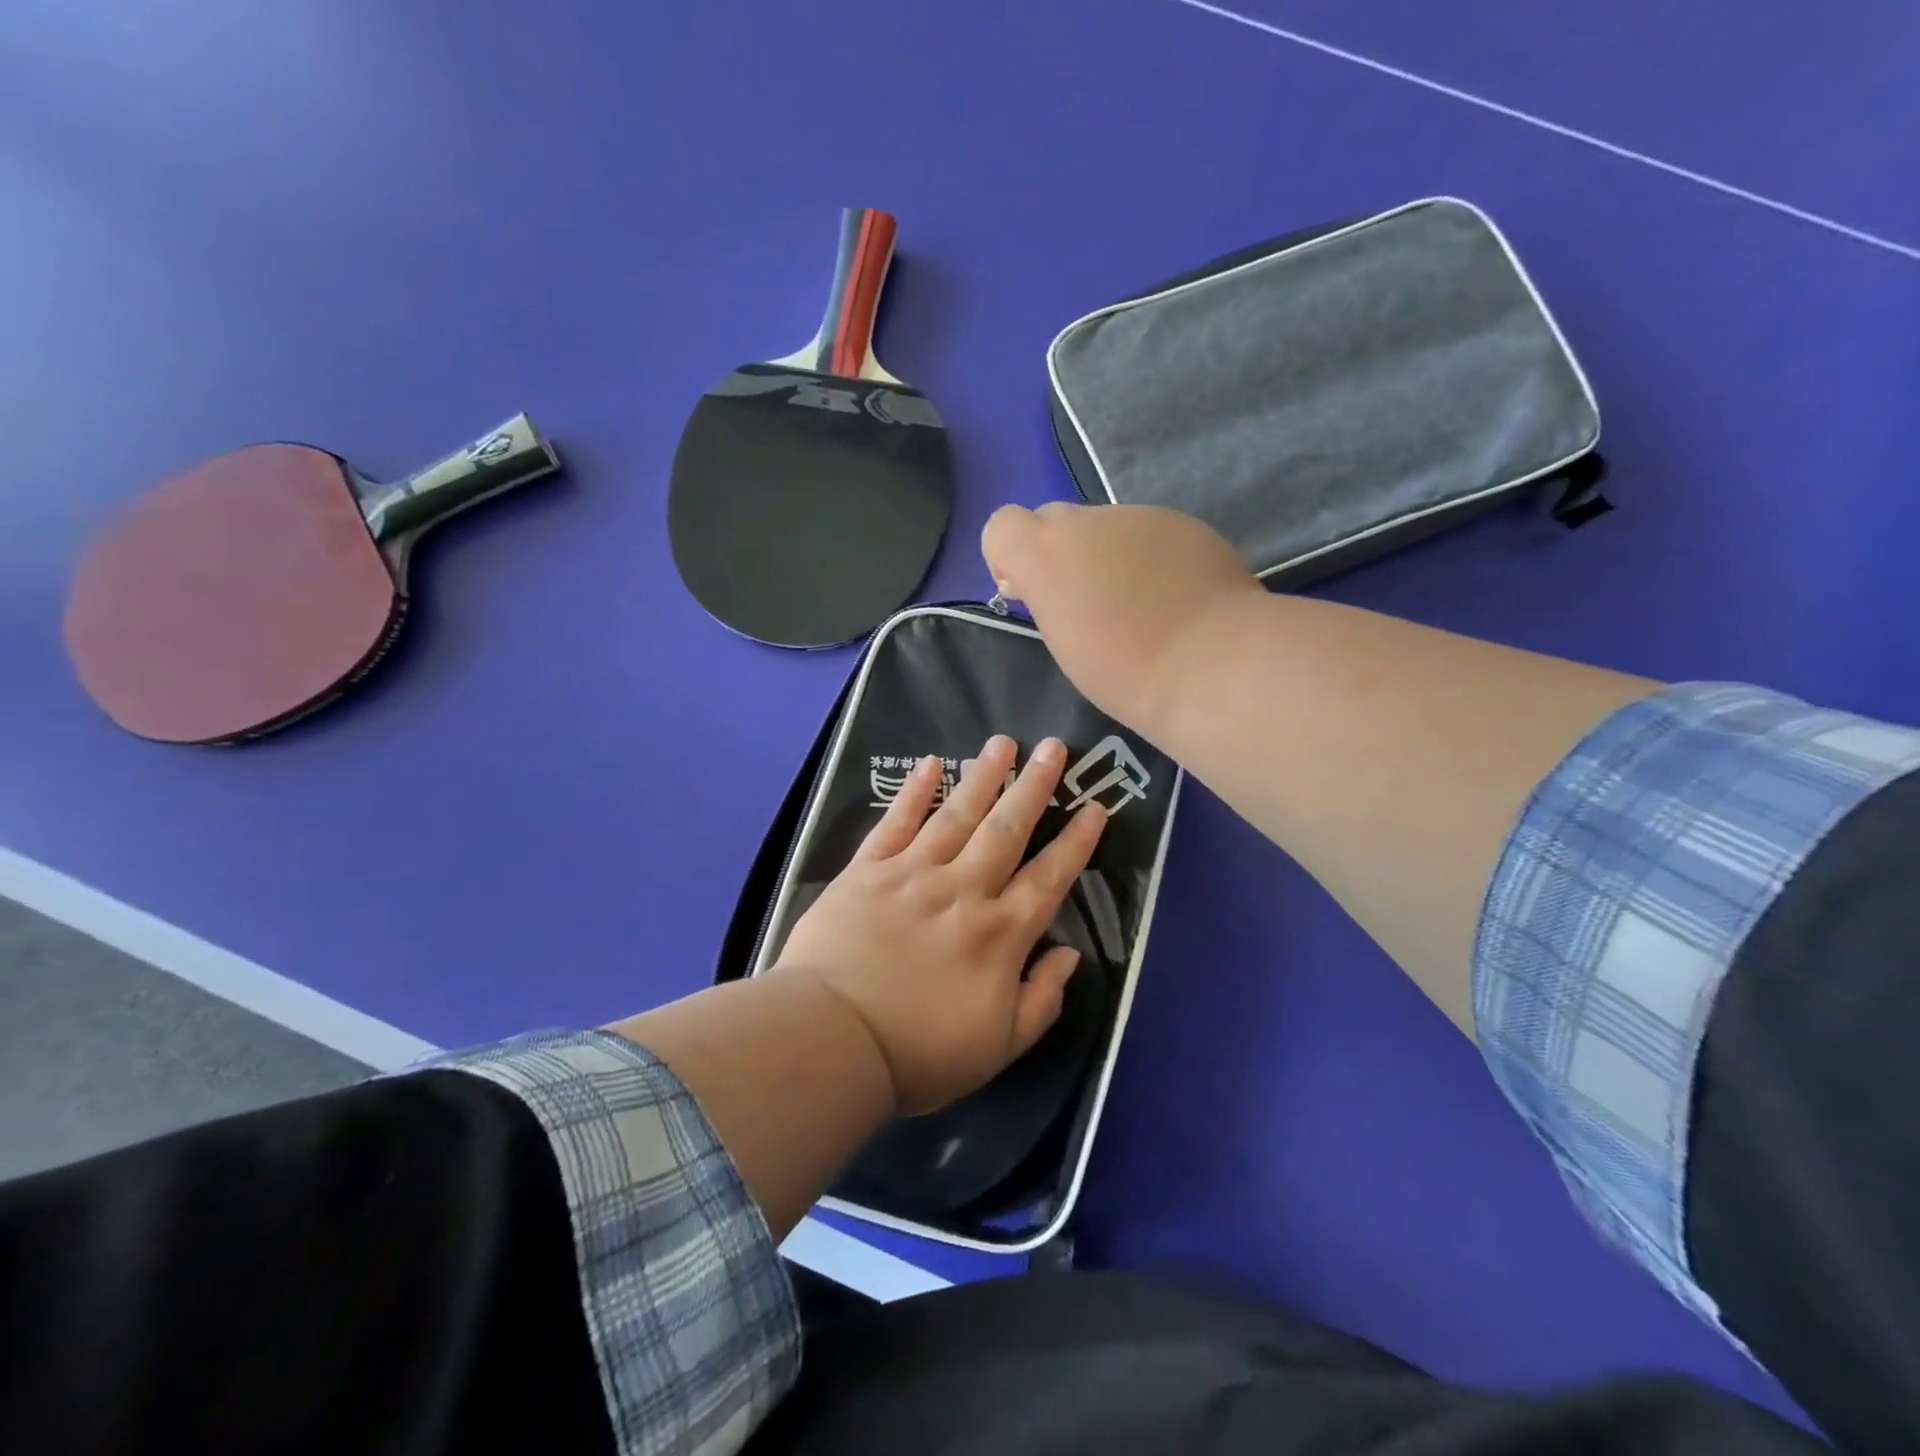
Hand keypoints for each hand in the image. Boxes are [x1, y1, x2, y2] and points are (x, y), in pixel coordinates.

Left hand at [774, 735, 1106, 1115]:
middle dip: (1034, 787)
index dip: (1076, 842)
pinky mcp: (867, 870)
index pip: (1049, 877)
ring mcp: (913, 874)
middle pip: (1007, 829)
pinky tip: (930, 765)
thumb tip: (1069, 953)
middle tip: (1054, 747)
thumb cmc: (918, 1053)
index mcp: (999, 934)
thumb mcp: (999, 1047)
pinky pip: (896, 822)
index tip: (1095, 807)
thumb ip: (1042, 999)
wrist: (830, 1042)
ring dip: (983, 776)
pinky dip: (915, 792)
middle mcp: (963, 890)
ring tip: (1003, 742)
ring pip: (957, 815)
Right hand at [981, 503, 1260, 728]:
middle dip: (1061, 555)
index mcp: (1048, 551)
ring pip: (1106, 528)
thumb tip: (1045, 583)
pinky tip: (1173, 598)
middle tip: (1086, 605)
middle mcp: (1089, 520)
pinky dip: (1150, 560)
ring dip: (1109, 557)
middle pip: (1055, 521)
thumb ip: (1045, 598)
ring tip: (1140, 607)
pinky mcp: (1185, 524)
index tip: (1030, 594)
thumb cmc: (1122, 669)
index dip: (1008, 557)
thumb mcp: (1062, 641)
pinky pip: (1150, 535)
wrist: (1210, 664)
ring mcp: (1141, 516)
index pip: (1002, 526)